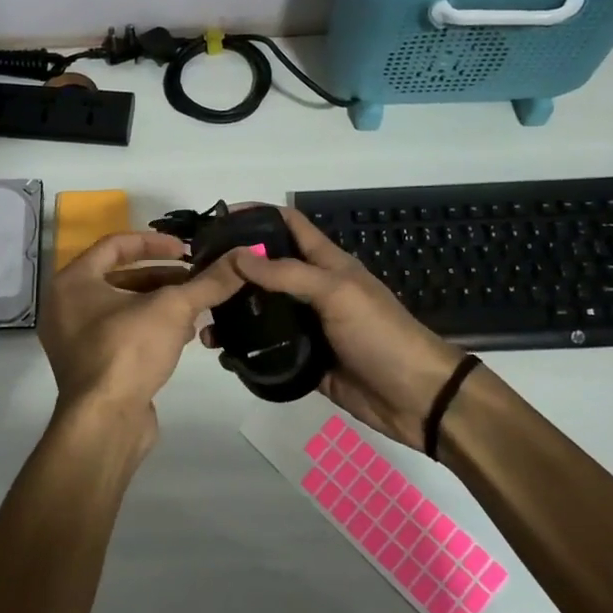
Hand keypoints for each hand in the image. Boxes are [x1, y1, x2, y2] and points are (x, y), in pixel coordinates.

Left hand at [39, 232, 243, 445]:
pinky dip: (151, 329)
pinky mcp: (91, 366)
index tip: (187, 250)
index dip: (154, 242)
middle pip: (121, 277)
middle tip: (196, 279)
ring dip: (161, 304)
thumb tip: (247, 255)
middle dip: (162, 277)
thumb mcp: (173, 309)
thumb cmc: (128, 350)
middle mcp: (66, 306)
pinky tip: (185, 336)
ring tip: (197, 307)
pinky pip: (122, 334)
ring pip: (124, 308)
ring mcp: (76, 340)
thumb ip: (209, 282)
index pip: (115, 245)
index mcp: (73, 282)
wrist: (105, 423)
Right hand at [205, 207, 462, 447]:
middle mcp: (311, 289)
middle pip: (266, 268)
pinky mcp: (302, 359)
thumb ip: (287, 273)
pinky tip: (220, 352)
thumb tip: (237, 255)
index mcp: (325, 264)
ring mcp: (306, 326)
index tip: (219, 219)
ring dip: (233, 310)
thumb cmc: (379, 333)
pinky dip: (243, 348)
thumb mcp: (336, 292)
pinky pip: (266, 349)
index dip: (257, 215)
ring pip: (261, 310)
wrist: (415, 397)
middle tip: (197, 273)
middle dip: (233, 266)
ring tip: (201, 317)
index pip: (288, 225)